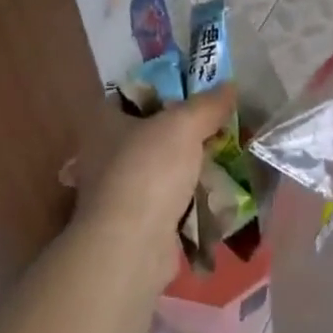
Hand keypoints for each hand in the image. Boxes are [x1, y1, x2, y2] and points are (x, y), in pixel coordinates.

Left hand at [73, 85, 237, 291]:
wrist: (132, 246)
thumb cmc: (149, 169)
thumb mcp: (185, 124)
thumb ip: (208, 104)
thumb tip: (230, 86)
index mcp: (104, 122)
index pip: (134, 95)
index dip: (165, 89)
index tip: (196, 92)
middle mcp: (103, 154)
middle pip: (150, 133)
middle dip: (182, 132)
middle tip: (217, 125)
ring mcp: (117, 192)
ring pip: (160, 169)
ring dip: (187, 167)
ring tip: (223, 157)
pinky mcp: (134, 224)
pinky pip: (167, 201)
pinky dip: (187, 199)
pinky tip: (214, 193)